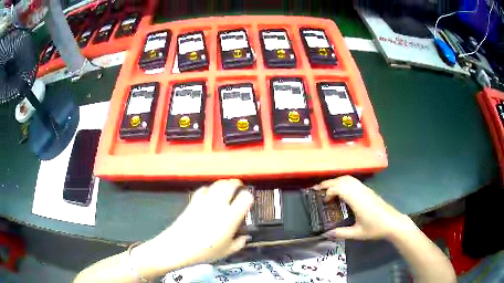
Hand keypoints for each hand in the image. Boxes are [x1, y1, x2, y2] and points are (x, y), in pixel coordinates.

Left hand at [132, 179, 253, 275]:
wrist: (177, 247)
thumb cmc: (205, 252)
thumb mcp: (227, 251)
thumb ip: (239, 243)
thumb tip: (245, 236)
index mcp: (230, 217)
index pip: (245, 198)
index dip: (249, 197)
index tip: (249, 200)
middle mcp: (219, 205)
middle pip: (230, 185)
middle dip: (237, 184)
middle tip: (240, 188)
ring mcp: (204, 201)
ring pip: (217, 184)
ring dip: (224, 183)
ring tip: (227, 187)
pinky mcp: (193, 201)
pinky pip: (203, 189)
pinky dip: (209, 188)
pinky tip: (210, 194)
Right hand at [317, 176, 411, 240]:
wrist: (393, 222)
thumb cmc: (375, 228)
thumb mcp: (357, 233)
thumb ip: (341, 233)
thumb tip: (326, 234)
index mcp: (357, 200)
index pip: (340, 188)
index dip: (329, 192)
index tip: (324, 201)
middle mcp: (361, 191)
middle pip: (343, 180)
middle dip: (329, 183)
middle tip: (317, 189)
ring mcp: (365, 189)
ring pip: (349, 178)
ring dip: (337, 181)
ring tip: (327, 188)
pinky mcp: (368, 190)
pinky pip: (354, 181)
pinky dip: (344, 182)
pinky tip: (342, 190)